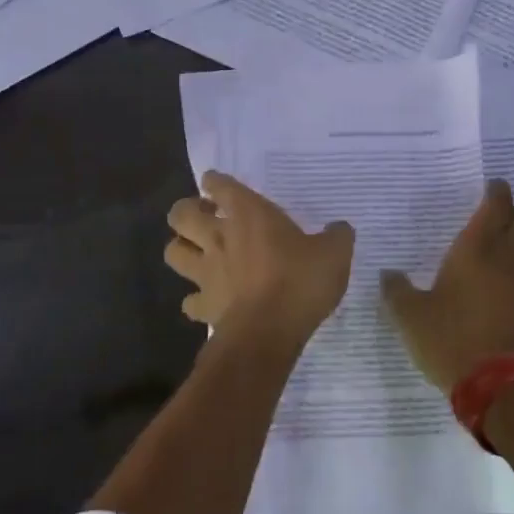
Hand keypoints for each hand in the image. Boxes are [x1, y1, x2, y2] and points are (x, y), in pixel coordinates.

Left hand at [165, 172, 354, 342]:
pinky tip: (210, 300)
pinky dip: (195, 299)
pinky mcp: (204, 306)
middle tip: (206, 218)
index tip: (218, 185)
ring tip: (200, 253)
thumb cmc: (300, 281)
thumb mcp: (335, 253)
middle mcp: (220, 237)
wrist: (269, 331)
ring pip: (173, 252)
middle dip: (187, 212)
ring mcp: (206, 272)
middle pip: (180, 214)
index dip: (216, 182)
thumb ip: (337, 236)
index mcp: (249, 214)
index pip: (220, 185)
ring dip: (182, 249)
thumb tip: (339, 228)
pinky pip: (189, 300)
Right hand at [381, 180, 513, 392]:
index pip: (496, 205)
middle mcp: (508, 258)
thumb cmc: (450, 339)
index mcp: (476, 250)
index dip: (497, 191)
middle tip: (498, 218)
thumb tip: (388, 275)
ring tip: (509, 247)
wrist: (497, 385)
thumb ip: (396, 291)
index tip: (493, 186)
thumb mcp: (410, 317)